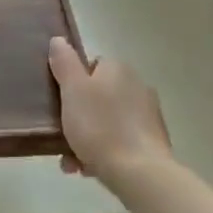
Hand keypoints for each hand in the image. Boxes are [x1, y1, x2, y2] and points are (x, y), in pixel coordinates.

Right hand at [48, 37, 173, 187]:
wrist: (139, 173)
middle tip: (61, 135)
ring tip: (71, 161)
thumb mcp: (72, 90)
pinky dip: (104, 152)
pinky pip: (120, 142)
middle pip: (98, 96)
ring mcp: (148, 116)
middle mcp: (137, 86)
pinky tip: (89, 169)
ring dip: (88, 138)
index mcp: (118, 69)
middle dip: (78, 115)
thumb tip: (59, 40)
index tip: (60, 103)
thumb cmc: (100, 126)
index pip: (91, 66)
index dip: (72, 83)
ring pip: (107, 122)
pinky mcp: (153, 143)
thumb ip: (64, 62)